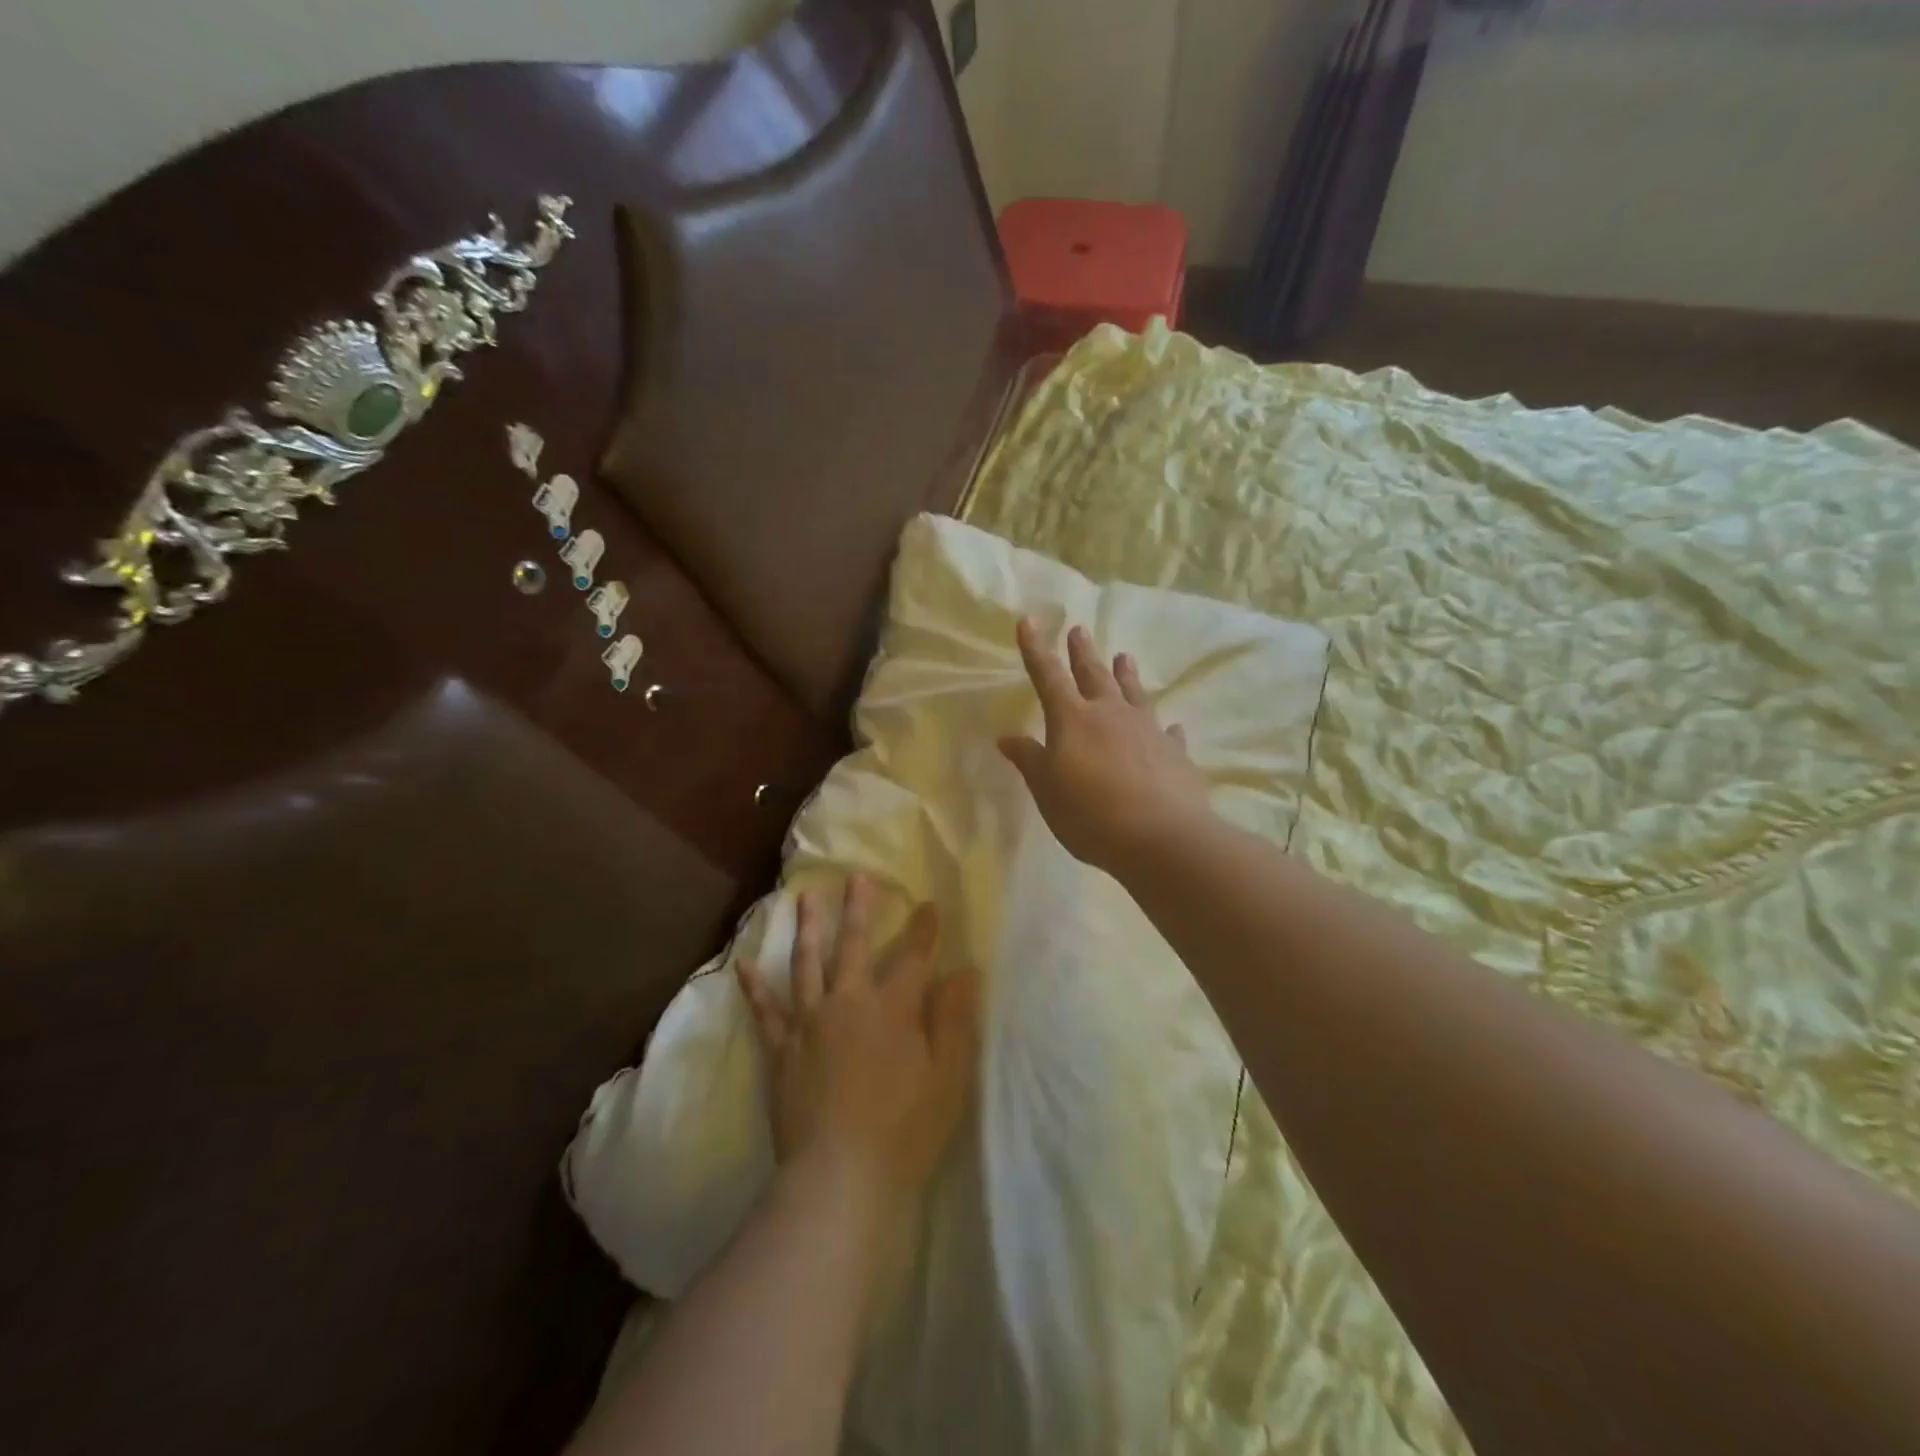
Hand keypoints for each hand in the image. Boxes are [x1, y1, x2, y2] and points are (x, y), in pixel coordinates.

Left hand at [736, 876, 981, 1201]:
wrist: (840, 1177)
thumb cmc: (905, 1128)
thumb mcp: (947, 1075)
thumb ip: (953, 1018)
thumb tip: (965, 972)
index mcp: (892, 1007)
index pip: (914, 957)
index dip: (924, 929)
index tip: (929, 904)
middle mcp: (848, 1002)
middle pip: (855, 945)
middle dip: (859, 908)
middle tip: (857, 876)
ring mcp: (810, 1024)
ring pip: (807, 964)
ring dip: (808, 928)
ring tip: (805, 898)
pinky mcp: (782, 1051)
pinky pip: (766, 1012)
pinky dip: (754, 987)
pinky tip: (744, 965)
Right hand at [999, 617, 1212, 872]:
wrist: (1160, 837)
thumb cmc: (1090, 814)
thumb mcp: (1047, 791)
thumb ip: (1029, 760)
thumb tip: (1007, 737)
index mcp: (1073, 719)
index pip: (1048, 676)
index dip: (1035, 649)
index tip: (1028, 621)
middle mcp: (1111, 714)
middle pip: (1093, 675)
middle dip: (1083, 653)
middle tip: (1079, 630)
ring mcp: (1147, 730)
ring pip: (1134, 694)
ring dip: (1127, 675)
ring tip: (1124, 657)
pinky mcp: (1175, 753)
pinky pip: (1168, 733)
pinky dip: (1166, 728)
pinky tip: (1172, 726)